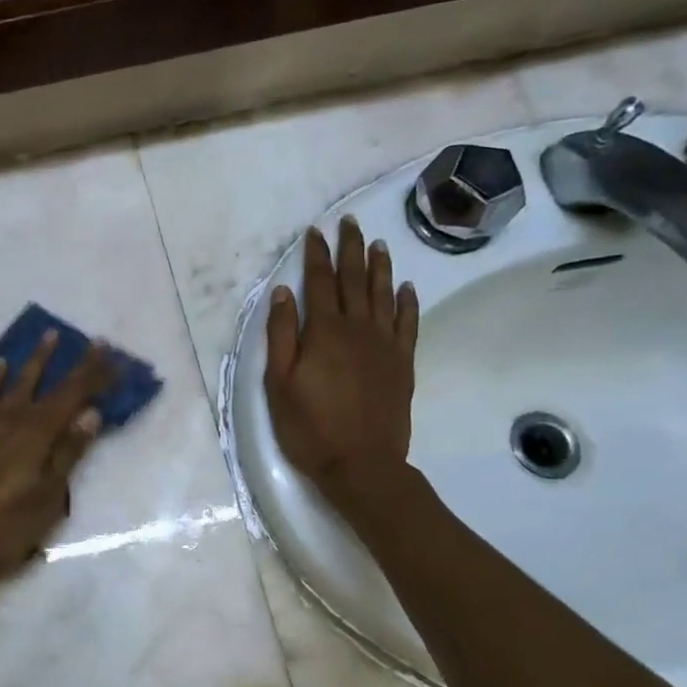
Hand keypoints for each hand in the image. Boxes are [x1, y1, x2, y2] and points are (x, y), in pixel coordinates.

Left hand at [0, 333, 115, 592]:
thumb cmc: (2, 529)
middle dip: (74, 363)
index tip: (114, 354)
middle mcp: (13, 419)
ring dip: (35, 360)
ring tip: (48, 335)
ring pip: (16, 381)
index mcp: (36, 434)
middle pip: (49, 384)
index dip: (95, 374)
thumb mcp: (46, 500)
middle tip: (94, 341)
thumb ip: (67, 454)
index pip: (73, 395)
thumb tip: (91, 414)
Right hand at [265, 218, 418, 513]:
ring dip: (380, 267)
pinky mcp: (402, 363)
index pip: (319, 282)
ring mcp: (385, 345)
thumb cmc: (309, 426)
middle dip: (350, 249)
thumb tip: (283, 293)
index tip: (314, 232)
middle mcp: (358, 329)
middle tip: (349, 222)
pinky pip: (408, 324)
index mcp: (324, 332)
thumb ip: (281, 335)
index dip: (316, 255)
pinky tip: (407, 287)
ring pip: (384, 295)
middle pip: (355, 280)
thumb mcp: (279, 383)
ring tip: (378, 243)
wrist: (361, 464)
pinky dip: (407, 302)